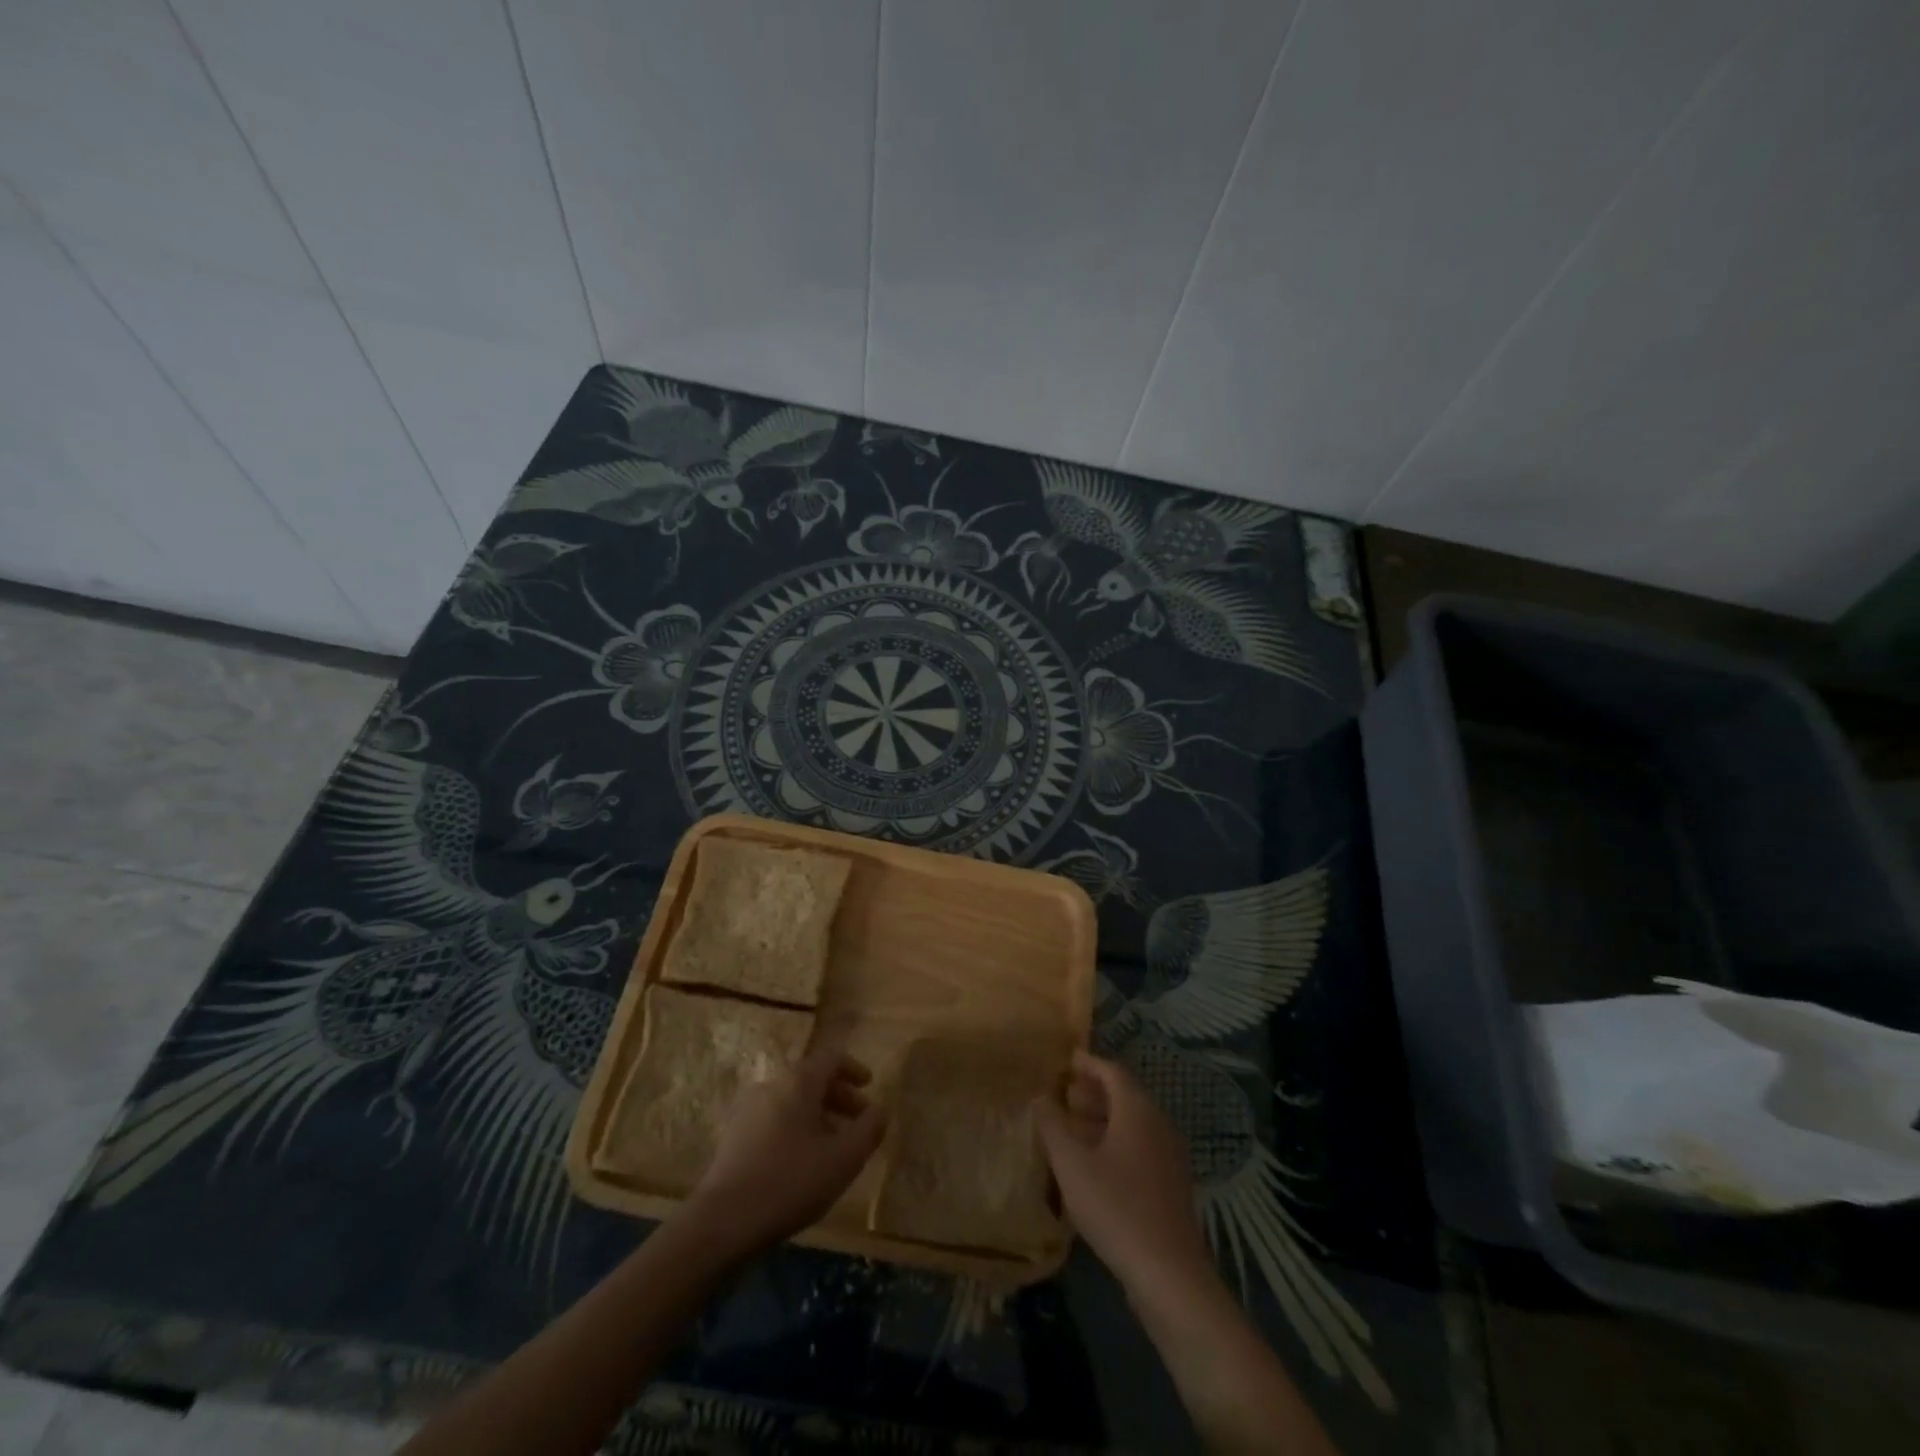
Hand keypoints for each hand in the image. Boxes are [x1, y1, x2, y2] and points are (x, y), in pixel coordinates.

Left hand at [681, 1046, 886, 1256]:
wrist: (723, 1221)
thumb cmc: (791, 1181)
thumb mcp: (844, 1158)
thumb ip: (869, 1129)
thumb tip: (881, 1110)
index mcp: (799, 1081)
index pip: (832, 1059)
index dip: (854, 1069)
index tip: (869, 1087)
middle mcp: (772, 1084)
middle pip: (811, 1079)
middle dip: (839, 1097)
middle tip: (858, 1122)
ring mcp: (748, 1109)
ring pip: (792, 1101)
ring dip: (817, 1116)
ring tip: (833, 1146)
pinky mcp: (733, 1136)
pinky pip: (774, 1119)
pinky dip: (795, 1128)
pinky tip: (802, 1161)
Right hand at [1034, 1051, 1212, 1299]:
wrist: (1169, 1273)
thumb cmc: (1116, 1208)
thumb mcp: (1072, 1165)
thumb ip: (1053, 1127)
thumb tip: (1041, 1099)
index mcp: (1138, 1111)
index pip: (1113, 1072)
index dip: (1089, 1063)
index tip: (1067, 1060)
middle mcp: (1158, 1124)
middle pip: (1125, 1095)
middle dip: (1094, 1091)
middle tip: (1064, 1092)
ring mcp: (1169, 1155)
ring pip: (1133, 1123)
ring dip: (1103, 1118)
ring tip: (1072, 1126)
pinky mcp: (1171, 1184)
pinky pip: (1140, 1146)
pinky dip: (1115, 1141)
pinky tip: (1094, 1162)